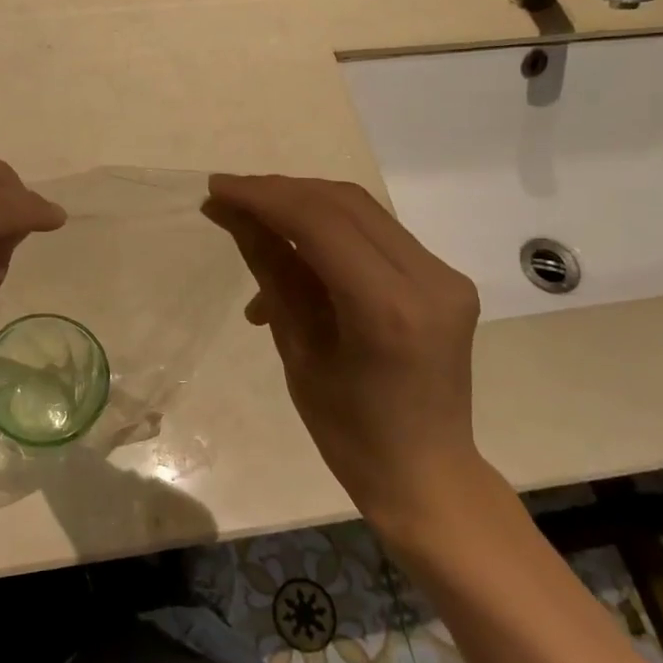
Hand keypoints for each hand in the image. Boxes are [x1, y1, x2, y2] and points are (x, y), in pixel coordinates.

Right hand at [204, 174, 485, 539]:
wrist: (426, 473)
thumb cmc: (349, 432)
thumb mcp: (298, 350)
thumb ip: (271, 271)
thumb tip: (231, 214)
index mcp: (388, 309)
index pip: (320, 223)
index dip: (263, 197)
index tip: (217, 188)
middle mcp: (429, 279)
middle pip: (345, 204)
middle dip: (281, 192)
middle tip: (230, 197)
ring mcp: (445, 276)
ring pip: (362, 211)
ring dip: (303, 206)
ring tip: (253, 223)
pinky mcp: (444, 278)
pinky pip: (377, 236)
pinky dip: (329, 232)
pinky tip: (293, 255)